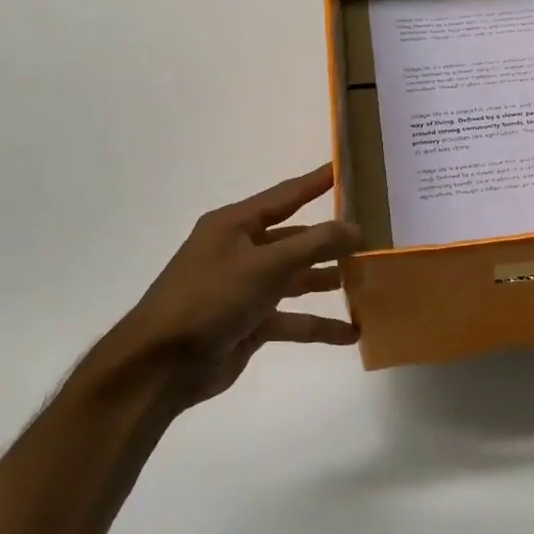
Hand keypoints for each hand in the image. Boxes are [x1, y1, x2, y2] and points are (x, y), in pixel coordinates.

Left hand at [92, 164, 360, 409]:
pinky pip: (294, 319)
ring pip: (297, 279)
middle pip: (296, 239)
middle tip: (372, 236)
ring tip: (369, 281)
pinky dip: (319, 325)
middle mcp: (241, 251)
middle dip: (332, 240)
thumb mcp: (265, 265)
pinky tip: (351, 333)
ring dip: (329, 281)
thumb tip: (356, 229)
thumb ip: (314, 245)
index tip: (346, 168)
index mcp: (234, 226)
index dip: (316, 182)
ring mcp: (246, 288)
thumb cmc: (209, 300)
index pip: (286, 196)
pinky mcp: (251, 322)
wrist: (161, 364)